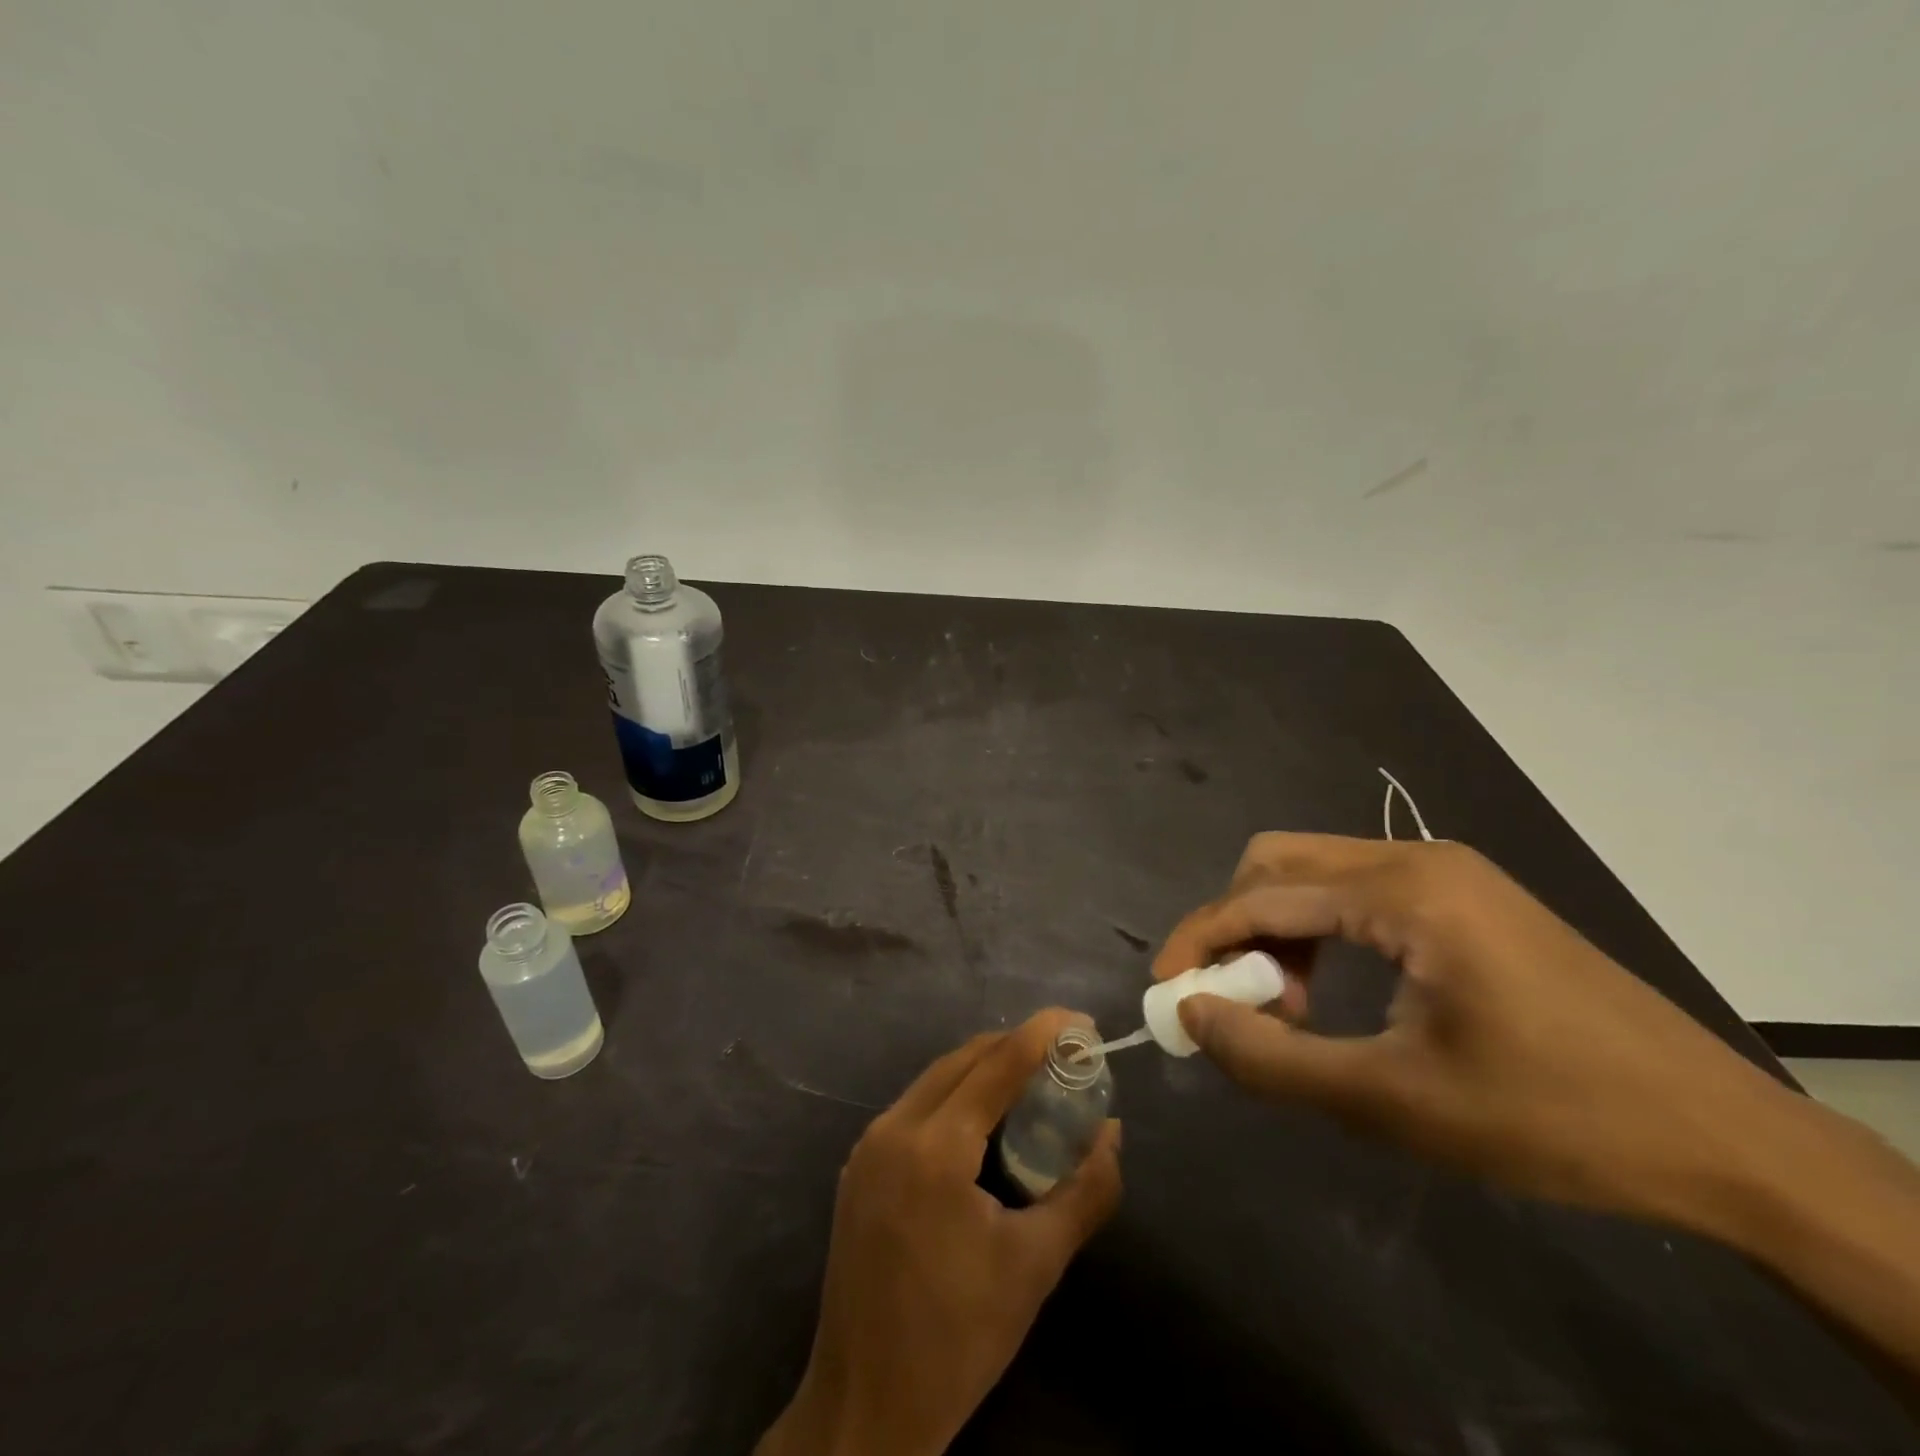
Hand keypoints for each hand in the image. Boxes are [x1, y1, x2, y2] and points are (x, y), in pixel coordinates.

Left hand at [758, 1010, 1121, 1455]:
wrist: (866, 1406)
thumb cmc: (959, 1338)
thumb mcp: (1035, 1264)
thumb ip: (1084, 1190)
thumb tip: (1112, 1132)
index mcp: (933, 1149)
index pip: (996, 1064)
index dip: (1042, 1034)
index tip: (1080, 1019)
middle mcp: (893, 1129)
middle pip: (963, 1060)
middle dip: (1015, 1047)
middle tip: (1063, 1054)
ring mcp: (868, 1146)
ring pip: (935, 1079)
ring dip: (984, 1070)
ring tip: (1032, 1081)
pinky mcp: (859, 1166)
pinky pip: (915, 1107)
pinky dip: (956, 1097)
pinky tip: (984, 1121)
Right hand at [1153, 833, 1801, 1229]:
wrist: (1719, 1137)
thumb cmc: (1550, 1118)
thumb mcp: (1391, 1103)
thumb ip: (1271, 1058)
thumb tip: (1191, 1014)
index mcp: (1403, 890)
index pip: (1261, 896)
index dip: (1200, 939)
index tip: (1167, 991)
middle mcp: (1417, 857)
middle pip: (1279, 862)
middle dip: (1236, 926)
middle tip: (1239, 999)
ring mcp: (1446, 872)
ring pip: (1315, 872)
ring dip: (1279, 930)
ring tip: (1292, 1006)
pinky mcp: (1464, 896)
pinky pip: (1357, 891)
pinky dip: (1321, 931)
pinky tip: (1335, 988)